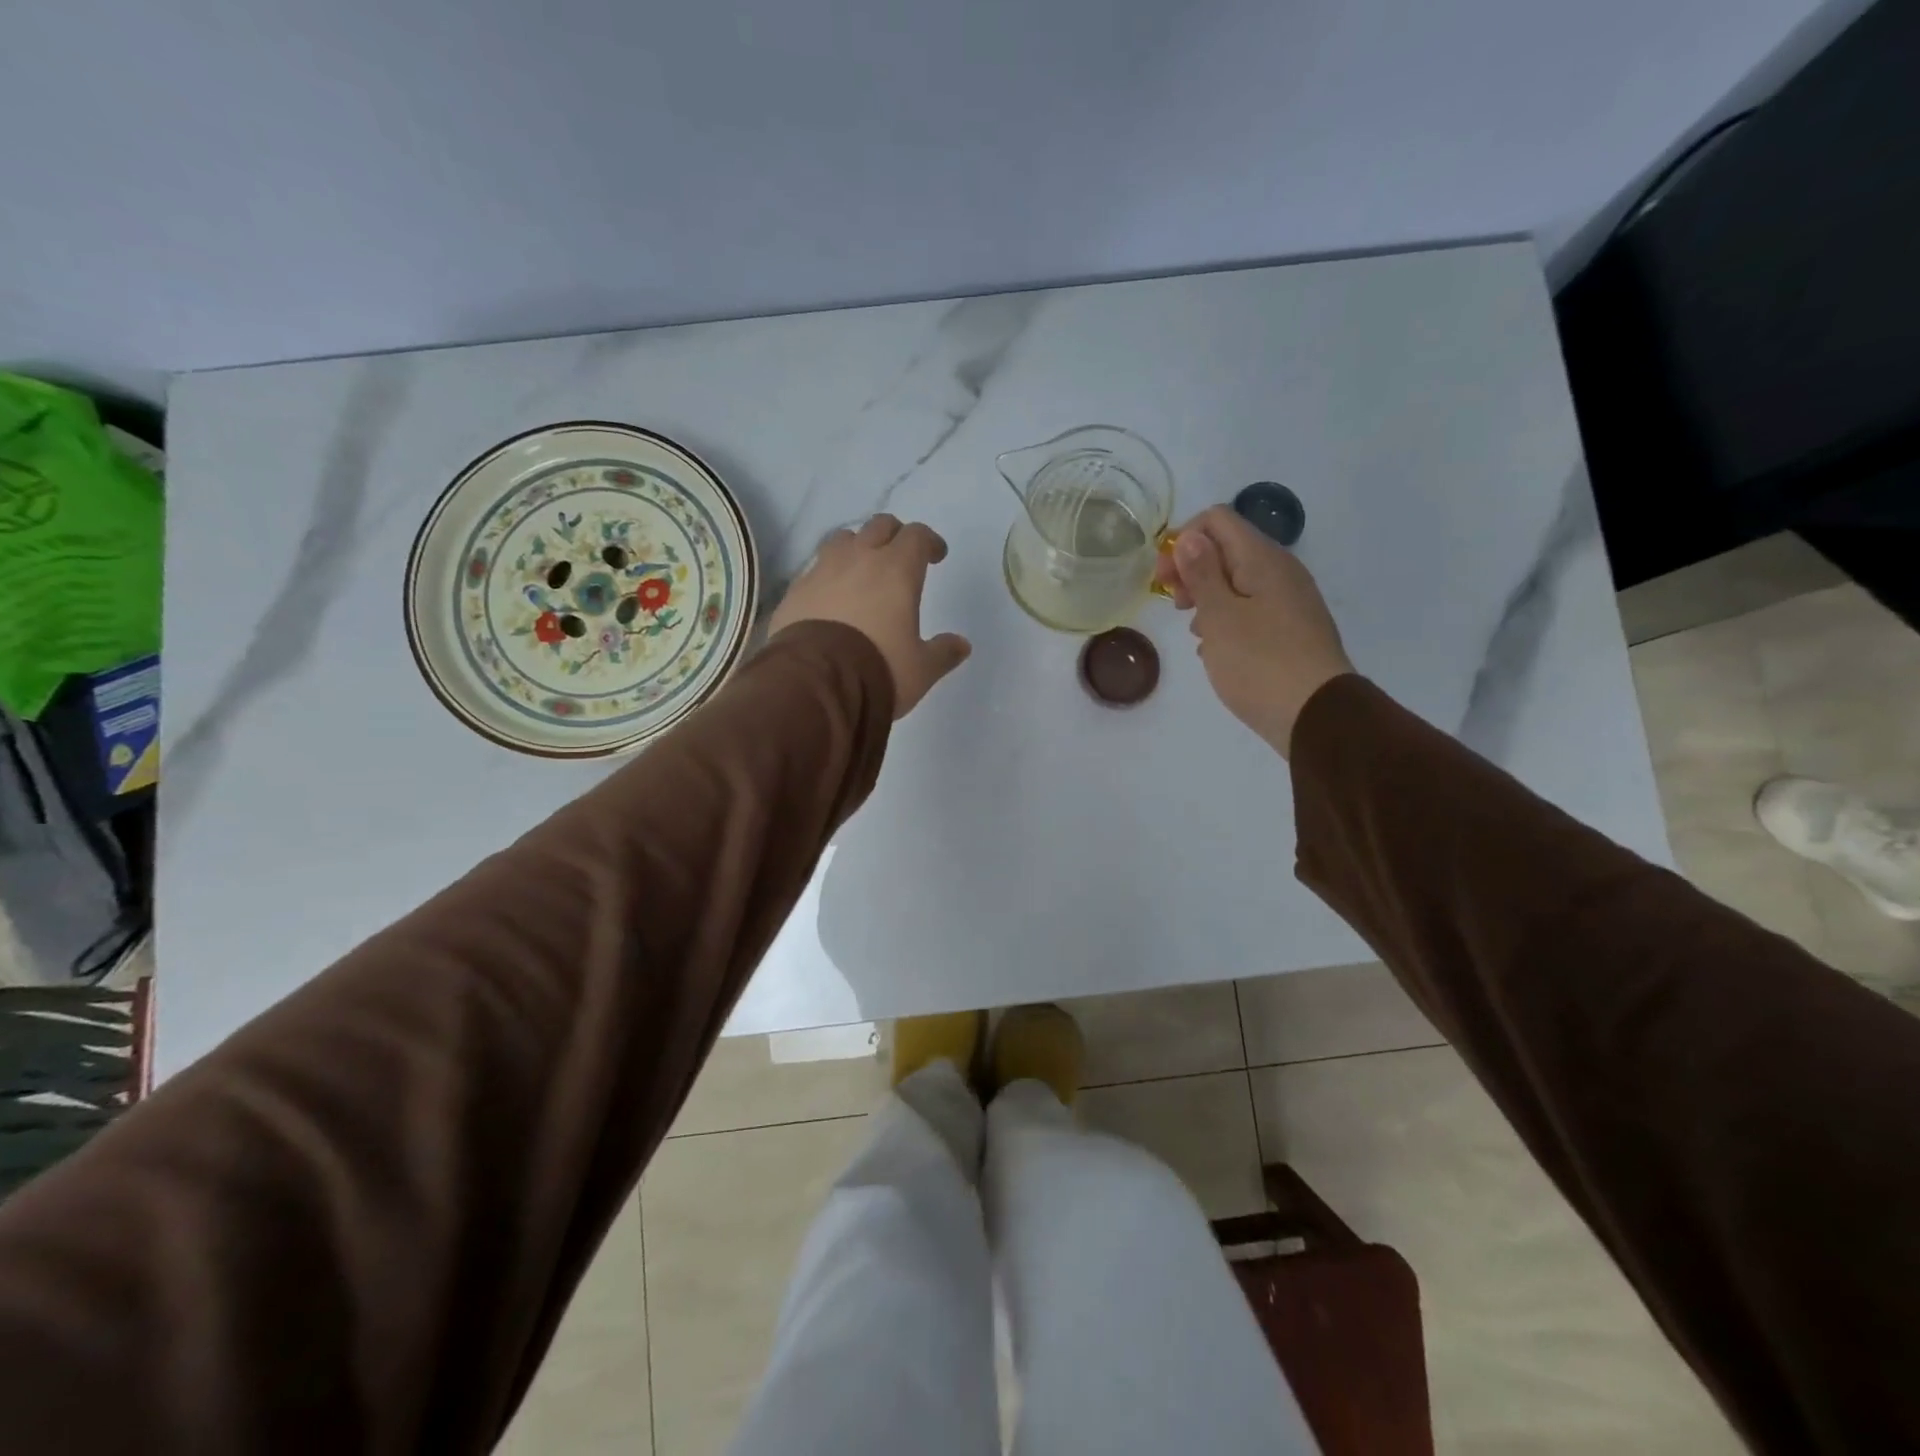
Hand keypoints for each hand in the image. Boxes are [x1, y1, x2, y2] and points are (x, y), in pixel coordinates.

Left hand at [768, 514, 971, 718]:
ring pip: (842, 540)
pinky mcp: (795, 591)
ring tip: (861, 569)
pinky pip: (814, 570)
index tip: (935, 556)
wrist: (816, 683)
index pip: (916, 536)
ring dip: (856, 547)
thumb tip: (962, 645)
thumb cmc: (879, 669)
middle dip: (894, 535)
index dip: (929, 542)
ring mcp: (821, 571)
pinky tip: (830, 597)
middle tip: (900, 556)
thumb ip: (943, 653)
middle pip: (879, 526)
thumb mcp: (921, 669)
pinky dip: (827, 575)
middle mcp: (859, 559)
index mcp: (897, 570)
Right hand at [1154, 505, 1353, 755]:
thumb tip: (1190, 537)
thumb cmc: (1259, 663)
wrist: (1315, 715)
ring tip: (1195, 632)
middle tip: (1175, 606)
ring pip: (1237, 581)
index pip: (1216, 520)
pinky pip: (1251, 609)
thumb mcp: (1219, 616)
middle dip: (1192, 570)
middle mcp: (1280, 571)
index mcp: (1262, 559)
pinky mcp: (1290, 629)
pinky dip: (1227, 619)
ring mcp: (1289, 601)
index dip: (1183, 540)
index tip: (1163, 578)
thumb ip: (1202, 573)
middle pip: (1226, 548)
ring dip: (1208, 598)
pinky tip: (1215, 649)